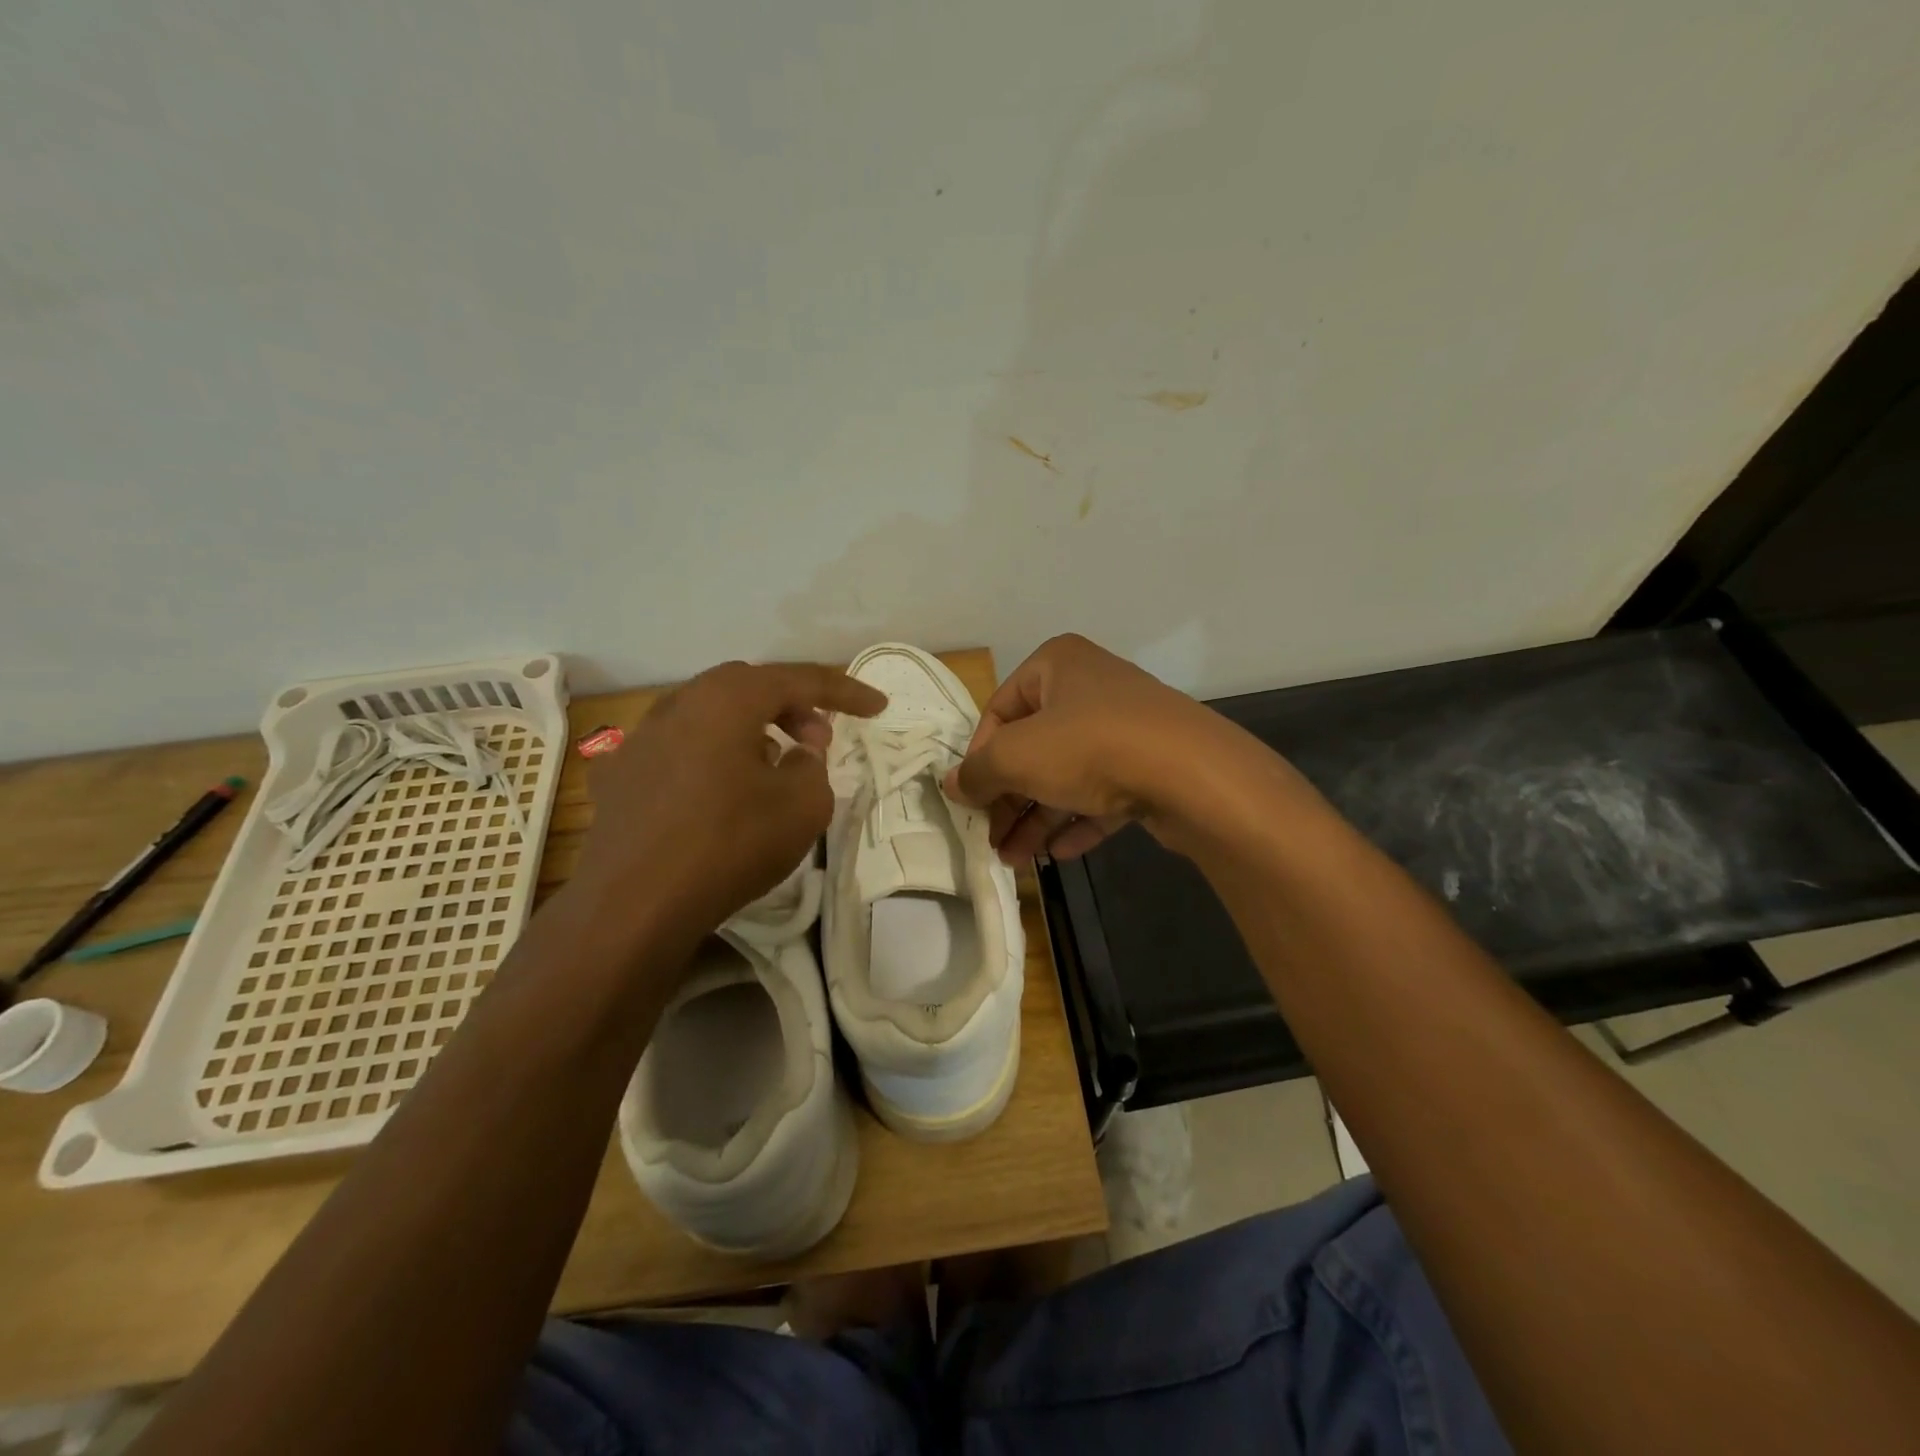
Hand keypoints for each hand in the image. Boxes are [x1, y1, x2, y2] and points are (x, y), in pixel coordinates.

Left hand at [576, 661, 885, 936]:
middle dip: (793, 707)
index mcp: (727, 698)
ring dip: (751, 730)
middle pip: (749, 689)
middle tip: (819, 739)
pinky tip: (718, 794)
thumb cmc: (730, 843)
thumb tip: (798, 755)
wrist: (633, 905)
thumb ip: (814, 767)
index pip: (799, 679)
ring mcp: (640, 739)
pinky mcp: (620, 777)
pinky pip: (679, 750)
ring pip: (709, 716)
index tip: (878, 707)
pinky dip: (711, 758)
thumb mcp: (804, 806)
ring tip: (773, 767)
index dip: (845, 691)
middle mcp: (679, 704)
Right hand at [944, 634, 1270, 860]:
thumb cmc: (1089, 747)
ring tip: (1015, 860)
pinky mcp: (1150, 764)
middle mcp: (1091, 687)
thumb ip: (978, 771)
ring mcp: (1125, 727)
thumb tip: (952, 784)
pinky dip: (1078, 820)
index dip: (980, 756)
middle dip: (1010, 798)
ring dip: (1038, 818)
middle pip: (1034, 747)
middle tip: (992, 840)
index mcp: (1057, 665)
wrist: (1191, 773)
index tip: (972, 798)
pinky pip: (1103, 792)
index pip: (1000, 710)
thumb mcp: (1017, 756)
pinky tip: (1058, 855)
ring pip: (1067, 774)